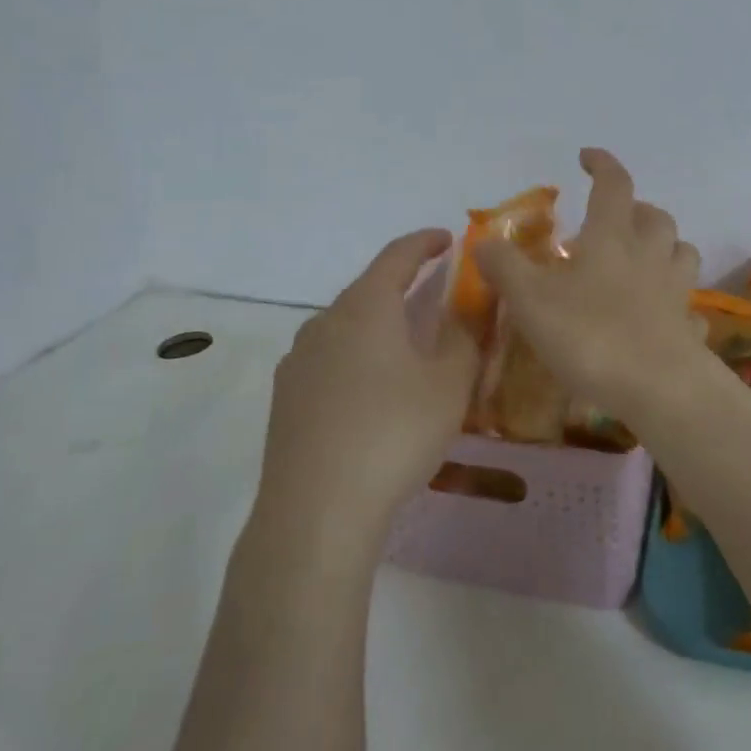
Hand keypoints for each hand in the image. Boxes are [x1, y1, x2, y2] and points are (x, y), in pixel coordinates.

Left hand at [255, 229, 481, 535]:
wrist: (316, 511)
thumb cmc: (394, 434)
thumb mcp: (449, 385)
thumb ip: (464, 338)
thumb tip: (465, 311)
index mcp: (366, 307)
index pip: (397, 255)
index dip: (425, 242)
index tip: (447, 239)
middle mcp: (325, 322)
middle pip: (368, 289)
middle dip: (403, 285)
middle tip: (434, 293)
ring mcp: (298, 360)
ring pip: (346, 325)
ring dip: (378, 323)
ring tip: (405, 344)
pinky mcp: (285, 397)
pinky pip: (328, 358)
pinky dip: (356, 356)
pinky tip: (370, 389)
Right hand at [476, 149, 708, 423]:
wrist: (658, 389)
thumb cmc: (590, 335)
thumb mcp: (531, 300)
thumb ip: (505, 267)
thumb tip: (483, 241)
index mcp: (612, 237)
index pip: (613, 184)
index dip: (602, 164)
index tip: (587, 157)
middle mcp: (650, 254)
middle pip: (655, 216)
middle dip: (636, 209)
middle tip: (614, 221)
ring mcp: (676, 290)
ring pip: (681, 251)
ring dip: (664, 247)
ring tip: (642, 260)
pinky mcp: (689, 326)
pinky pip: (688, 304)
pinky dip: (675, 301)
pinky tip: (660, 315)